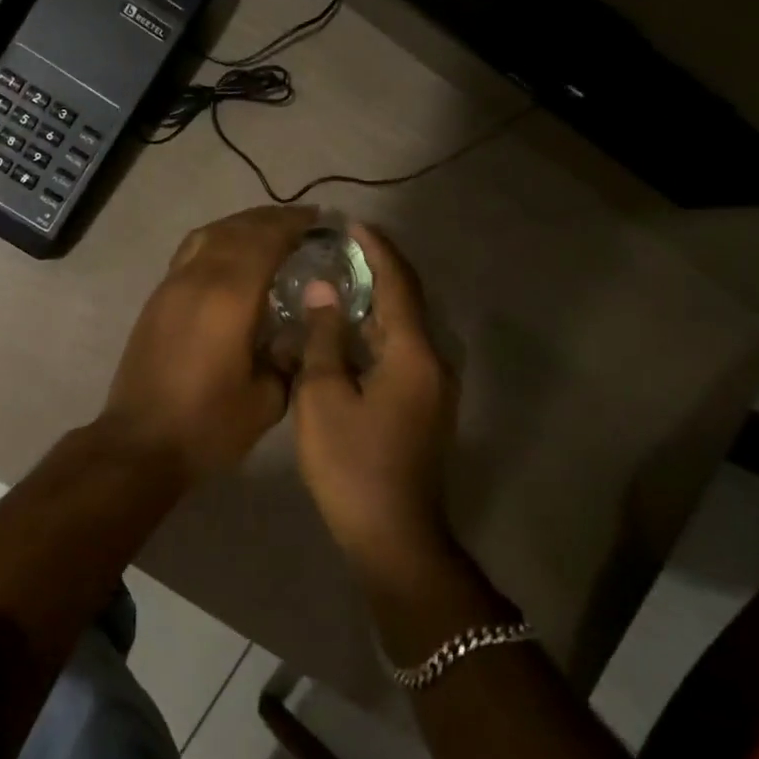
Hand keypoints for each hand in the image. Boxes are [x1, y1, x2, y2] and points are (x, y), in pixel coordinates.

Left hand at [100, 204, 321, 479]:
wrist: (141, 442)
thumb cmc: (208, 425)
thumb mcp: (266, 400)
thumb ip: (288, 358)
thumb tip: (298, 332)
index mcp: (229, 298)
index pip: (265, 241)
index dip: (292, 224)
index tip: (318, 220)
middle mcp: (198, 279)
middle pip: (236, 230)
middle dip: (270, 219)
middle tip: (300, 221)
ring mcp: (171, 286)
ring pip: (208, 235)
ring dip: (240, 225)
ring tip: (267, 230)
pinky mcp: (156, 299)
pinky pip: (190, 252)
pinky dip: (216, 241)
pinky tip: (230, 256)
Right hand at [291, 223, 457, 567]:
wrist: (392, 535)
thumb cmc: (351, 464)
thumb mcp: (324, 396)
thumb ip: (324, 338)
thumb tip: (324, 291)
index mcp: (413, 354)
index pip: (397, 284)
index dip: (376, 250)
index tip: (351, 223)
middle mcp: (434, 362)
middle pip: (407, 301)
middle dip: (378, 269)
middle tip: (340, 246)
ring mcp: (433, 387)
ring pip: (405, 328)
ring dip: (376, 300)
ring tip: (340, 278)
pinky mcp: (424, 406)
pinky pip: (402, 351)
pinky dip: (377, 330)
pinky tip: (348, 331)